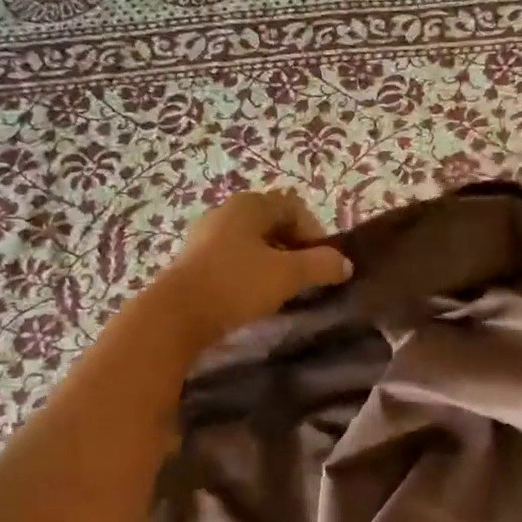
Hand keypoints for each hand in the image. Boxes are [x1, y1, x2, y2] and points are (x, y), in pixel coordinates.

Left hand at [156, 190, 352, 345]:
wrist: (177, 315)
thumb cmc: (237, 284)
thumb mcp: (288, 275)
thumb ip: (322, 265)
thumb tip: (345, 264)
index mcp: (249, 205)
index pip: (294, 207)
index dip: (314, 232)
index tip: (321, 263)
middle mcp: (226, 213)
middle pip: (273, 225)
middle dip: (295, 249)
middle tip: (305, 278)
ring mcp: (205, 237)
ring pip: (252, 244)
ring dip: (273, 263)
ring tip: (281, 290)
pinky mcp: (194, 262)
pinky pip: (233, 260)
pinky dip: (250, 274)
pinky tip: (253, 297)